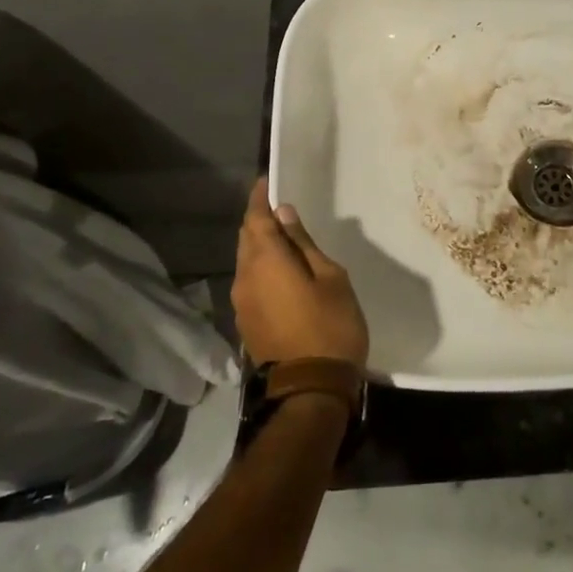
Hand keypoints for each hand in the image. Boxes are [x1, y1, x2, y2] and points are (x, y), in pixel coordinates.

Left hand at [233, 179, 369, 369]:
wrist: (311, 390)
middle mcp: (245, 277)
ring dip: (260, 246)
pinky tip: (281, 271)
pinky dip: (261, 268)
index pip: (256, 218)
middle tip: (280, 208)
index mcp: (265, 261)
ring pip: (246, 261)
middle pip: (246, 238)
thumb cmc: (330, 326)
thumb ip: (303, 244)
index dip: (260, 198)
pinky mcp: (246, 322)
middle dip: (259, 220)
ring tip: (284, 238)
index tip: (267, 181)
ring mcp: (242, 303)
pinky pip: (250, 282)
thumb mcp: (330, 277)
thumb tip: (284, 215)